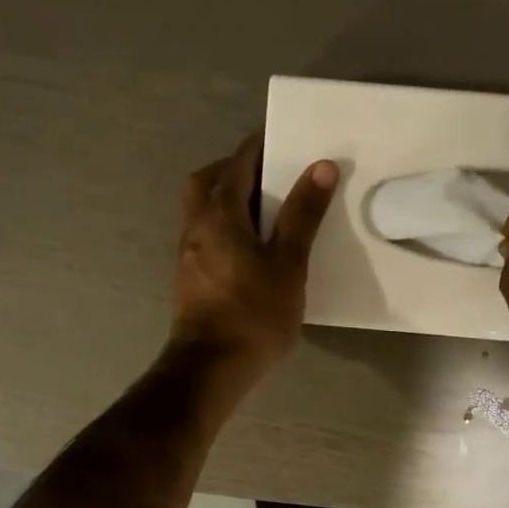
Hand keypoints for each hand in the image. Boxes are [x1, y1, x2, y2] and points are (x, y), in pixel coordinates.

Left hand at [170, 134, 336, 382]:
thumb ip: (303, 214)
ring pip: (202, 209)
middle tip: (268, 176)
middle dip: (236, 169)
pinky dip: (224, 227)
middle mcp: (196, 225)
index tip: (288, 140)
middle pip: (208, 180)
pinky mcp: (189, 278)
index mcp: (220, 213)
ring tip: (264, 213)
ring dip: (227, 199)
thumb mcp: (288, 263)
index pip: (239, 162)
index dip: (262, 146)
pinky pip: (204, 235)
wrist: (210, 367)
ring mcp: (187, 253)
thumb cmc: (253, 313)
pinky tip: (249, 248)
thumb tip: (321, 166)